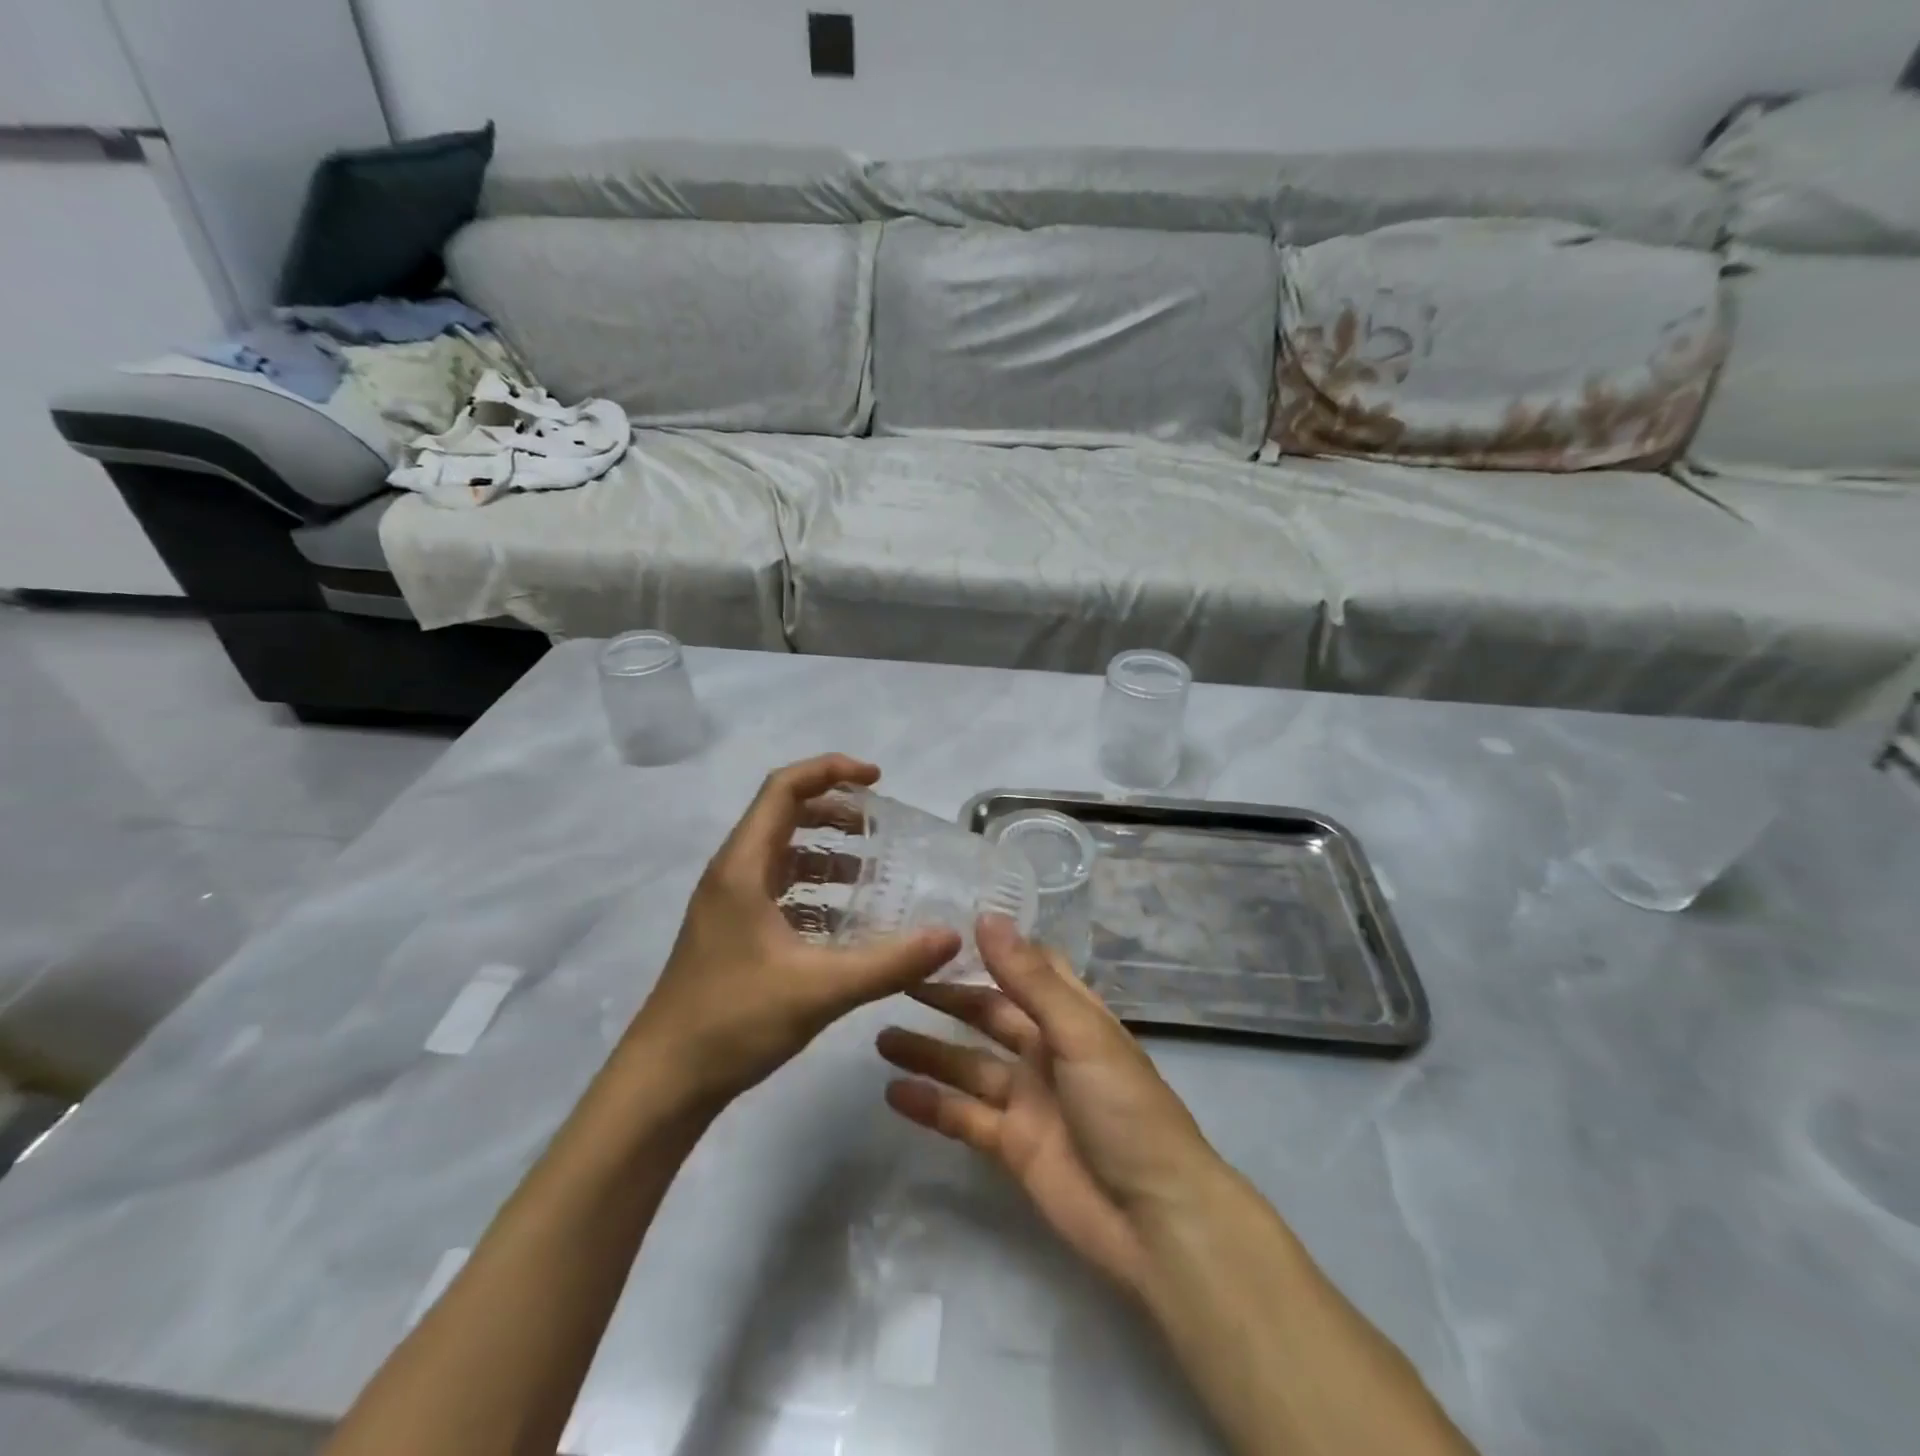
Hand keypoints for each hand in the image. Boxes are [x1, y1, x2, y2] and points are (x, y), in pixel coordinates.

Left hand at [629, 754, 959, 1103]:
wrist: (664, 1080)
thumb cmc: (734, 1021)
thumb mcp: (821, 989)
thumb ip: (890, 962)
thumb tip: (950, 936)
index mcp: (743, 867)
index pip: (784, 789)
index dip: (830, 771)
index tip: (877, 779)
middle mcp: (733, 874)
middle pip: (784, 816)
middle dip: (835, 812)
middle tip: (881, 826)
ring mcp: (729, 905)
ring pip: (782, 856)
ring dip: (826, 853)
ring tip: (873, 871)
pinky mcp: (733, 933)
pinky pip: (780, 892)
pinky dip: (815, 891)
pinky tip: (846, 921)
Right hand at [876, 916, 1223, 1298]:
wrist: (1155, 1219)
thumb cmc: (1124, 1108)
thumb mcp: (1079, 1033)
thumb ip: (1029, 978)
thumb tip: (986, 917)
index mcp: (1071, 1016)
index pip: (1028, 969)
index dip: (992, 950)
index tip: (944, 932)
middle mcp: (1047, 1050)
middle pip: (989, 1015)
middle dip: (947, 1000)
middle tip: (897, 982)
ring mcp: (1028, 1099)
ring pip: (968, 1065)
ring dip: (929, 1051)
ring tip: (880, 1036)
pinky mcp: (1012, 1145)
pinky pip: (963, 1117)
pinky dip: (931, 1105)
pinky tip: (892, 1092)